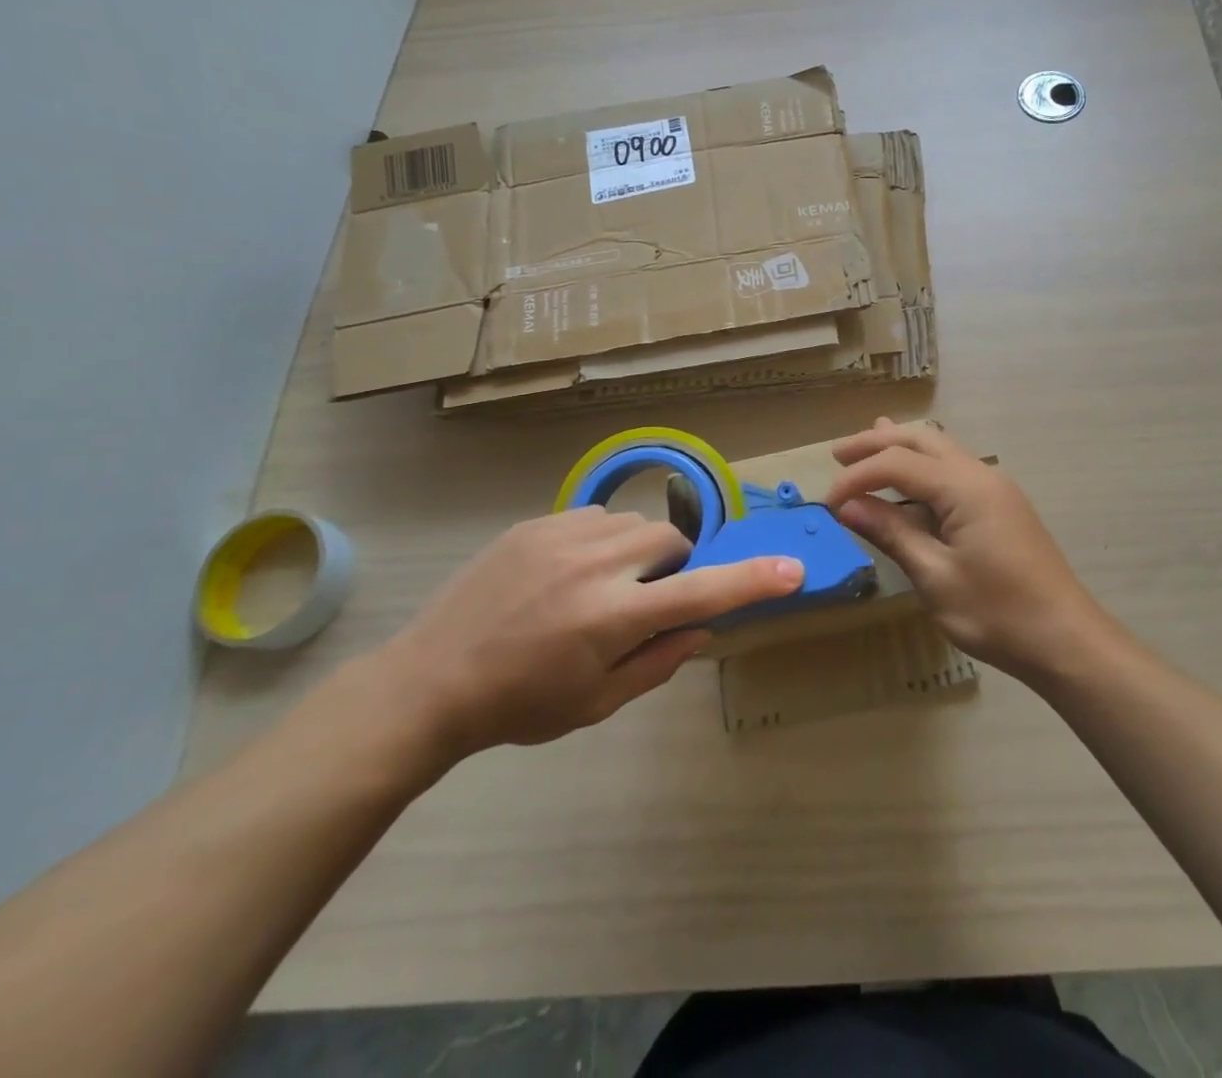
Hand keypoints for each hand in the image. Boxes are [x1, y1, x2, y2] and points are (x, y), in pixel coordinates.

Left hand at [374, 507, 802, 757]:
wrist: (429, 679)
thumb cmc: (519, 704)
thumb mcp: (597, 702)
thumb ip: (659, 662)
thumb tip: (703, 628)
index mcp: (612, 618)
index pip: (700, 594)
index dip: (751, 581)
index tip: (792, 570)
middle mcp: (595, 565)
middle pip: (671, 541)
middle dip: (673, 568)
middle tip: (644, 602)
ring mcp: (562, 535)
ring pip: (636, 524)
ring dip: (639, 552)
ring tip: (601, 586)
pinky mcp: (537, 521)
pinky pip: (597, 517)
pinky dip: (603, 541)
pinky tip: (569, 572)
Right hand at [824, 418, 1108, 682]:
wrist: (1065, 639)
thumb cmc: (997, 613)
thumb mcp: (935, 577)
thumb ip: (892, 533)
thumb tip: (848, 506)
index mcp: (965, 488)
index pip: (897, 463)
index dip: (857, 477)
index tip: (827, 503)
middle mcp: (981, 475)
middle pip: (921, 440)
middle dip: (877, 442)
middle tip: (838, 454)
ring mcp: (995, 488)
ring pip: (940, 449)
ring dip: (901, 449)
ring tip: (864, 450)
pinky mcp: (1001, 505)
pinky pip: (954, 470)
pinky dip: (923, 467)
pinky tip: (909, 479)